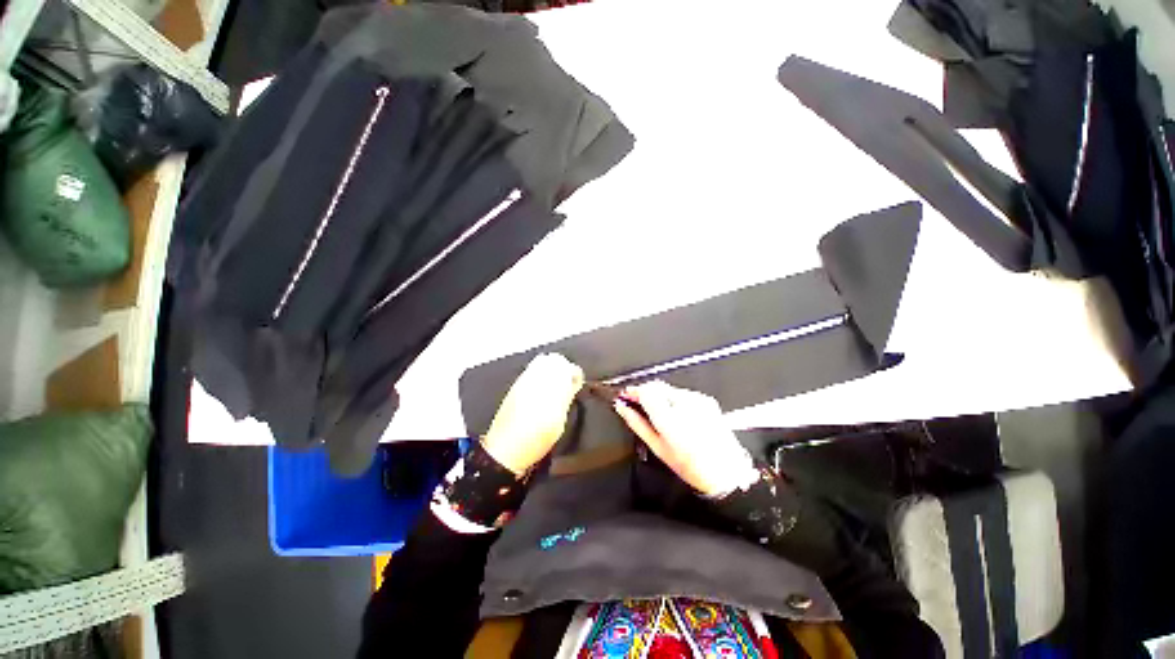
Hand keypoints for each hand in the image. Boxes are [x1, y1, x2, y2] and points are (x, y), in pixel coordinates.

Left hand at [482, 353, 584, 475]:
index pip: (568, 369)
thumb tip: (573, 384)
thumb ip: (566, 399)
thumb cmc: (536, 440)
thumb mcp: (559, 422)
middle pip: (554, 360)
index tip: (578, 383)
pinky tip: (542, 388)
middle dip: (564, 367)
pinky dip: (541, 373)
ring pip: (542, 361)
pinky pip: (532, 369)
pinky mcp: (515, 385)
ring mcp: (523, 381)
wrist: (504, 450)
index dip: (576, 374)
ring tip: (556, 383)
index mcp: (550, 390)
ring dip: (552, 368)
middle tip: (568, 380)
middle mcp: (535, 380)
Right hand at [613, 380, 758, 496]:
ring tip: (659, 414)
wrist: (725, 471)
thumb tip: (622, 408)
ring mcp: (698, 400)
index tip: (625, 395)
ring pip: (669, 389)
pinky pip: (683, 393)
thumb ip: (637, 423)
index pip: (646, 391)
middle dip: (645, 393)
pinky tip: (677, 415)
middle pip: (657, 387)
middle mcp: (685, 404)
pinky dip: (674, 400)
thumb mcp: (658, 447)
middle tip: (636, 404)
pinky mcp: (706, 400)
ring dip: (659, 396)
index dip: (633, 391)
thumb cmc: (691, 465)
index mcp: (670, 419)